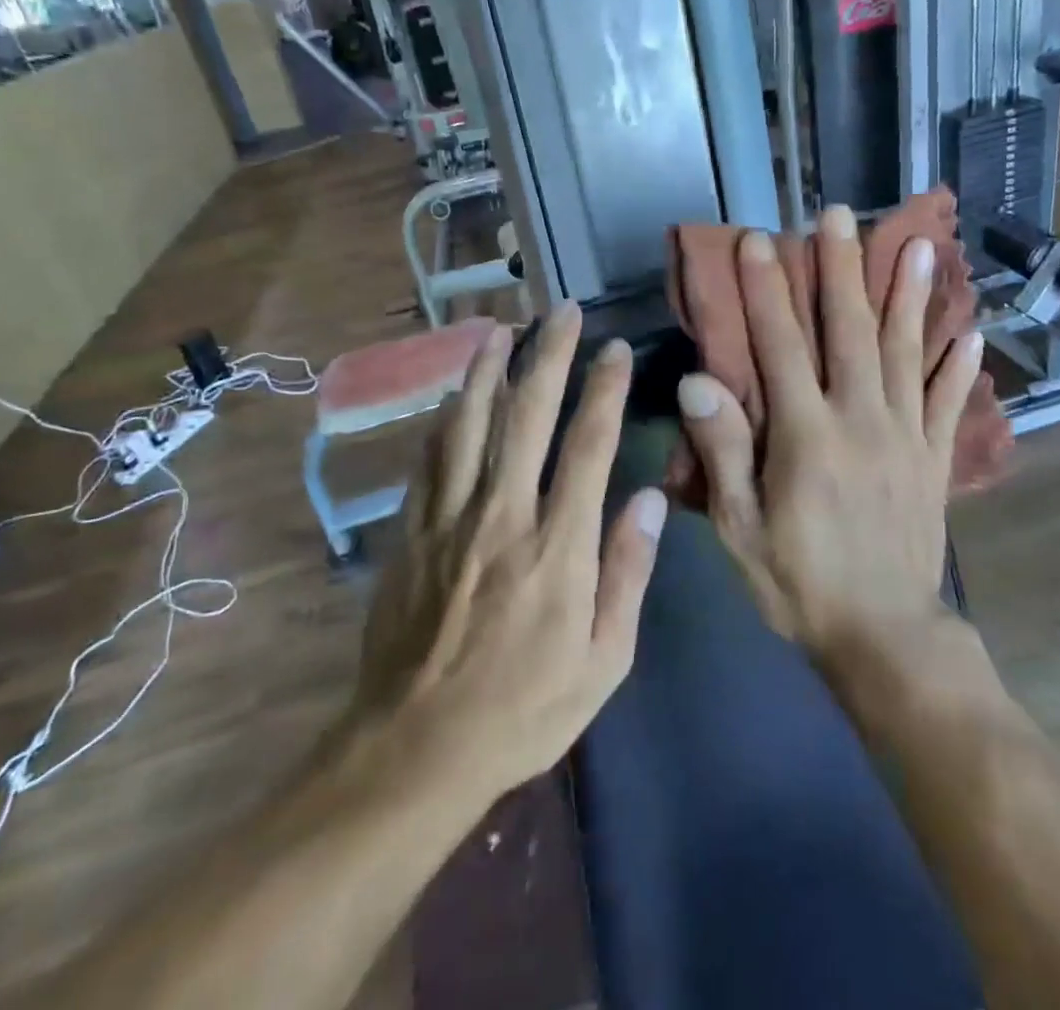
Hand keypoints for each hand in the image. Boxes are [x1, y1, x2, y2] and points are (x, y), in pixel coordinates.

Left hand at [356, 306, 664, 797]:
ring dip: (487, 369)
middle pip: (528, 416)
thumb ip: (628, 574)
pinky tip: (453, 392)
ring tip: (500, 327)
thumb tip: (648, 499)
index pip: (588, 445)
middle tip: (562, 312)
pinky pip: (430, 458)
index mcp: (558, 546)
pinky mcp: (411, 531)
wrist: (417, 748)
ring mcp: (450, 519)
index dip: (604, 389)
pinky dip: (444, 417)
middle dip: (549, 356)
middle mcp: (503, 515)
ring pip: (469, 423)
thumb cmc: (524, 709)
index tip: (615, 348)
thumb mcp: (605, 662)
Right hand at [674, 206, 984, 657]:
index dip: (767, 290)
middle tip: (840, 214)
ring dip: (909, 296)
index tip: (758, 240)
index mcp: (806, 435)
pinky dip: (957, 366)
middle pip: (851, 331)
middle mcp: (861, 420)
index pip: (781, 345)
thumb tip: (698, 380)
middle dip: (842, 268)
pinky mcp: (934, 461)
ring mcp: (906, 437)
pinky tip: (969, 333)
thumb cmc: (799, 582)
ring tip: (918, 244)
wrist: (884, 639)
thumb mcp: (740, 527)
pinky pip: (947, 404)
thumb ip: (724, 450)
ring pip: (906, 353)